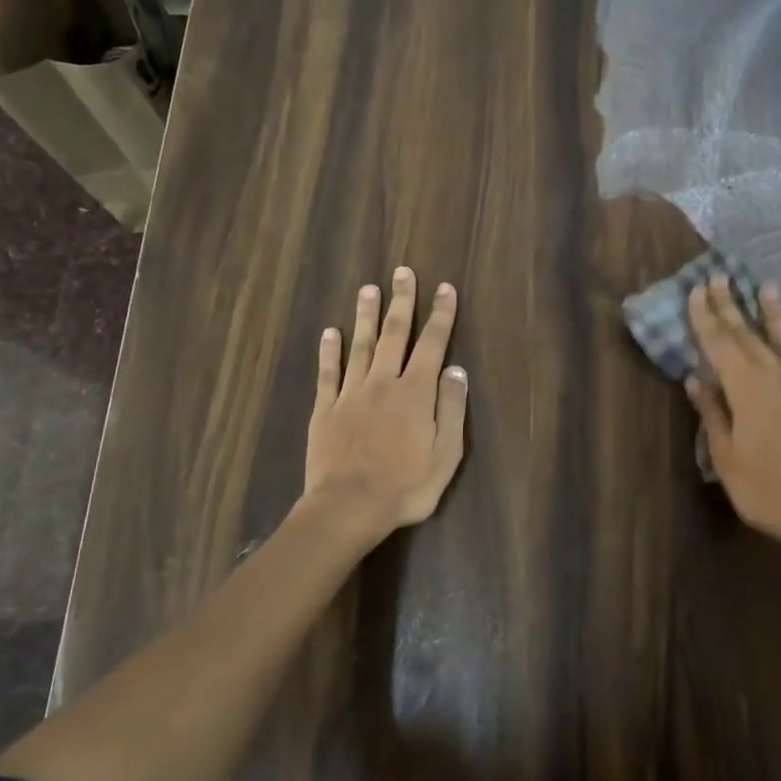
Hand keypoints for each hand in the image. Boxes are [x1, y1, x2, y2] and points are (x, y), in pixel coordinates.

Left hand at [304, 267, 468, 540]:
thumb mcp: (446, 454)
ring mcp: (350, 394)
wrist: (349, 507)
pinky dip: (329, 351)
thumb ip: (451, 408)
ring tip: (368, 289)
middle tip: (402, 272)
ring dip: (365, 316)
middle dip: (401, 302)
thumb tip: (456, 370)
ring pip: (359, 346)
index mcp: (415, 393)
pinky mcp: (325, 410)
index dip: (441, 315)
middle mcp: (383, 383)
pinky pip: (328, 373)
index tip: (445, 288)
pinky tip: (329, 332)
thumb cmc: (406, 486)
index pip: (432, 344)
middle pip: (394, 334)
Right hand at [685, 277, 780, 564]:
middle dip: (731, 306)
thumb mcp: (726, 456)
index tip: (695, 290)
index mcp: (745, 389)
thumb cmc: (765, 489)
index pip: (719, 344)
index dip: (705, 317)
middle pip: (749, 336)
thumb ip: (712, 412)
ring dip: (773, 314)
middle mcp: (778, 377)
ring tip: (765, 288)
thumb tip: (695, 378)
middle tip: (719, 277)